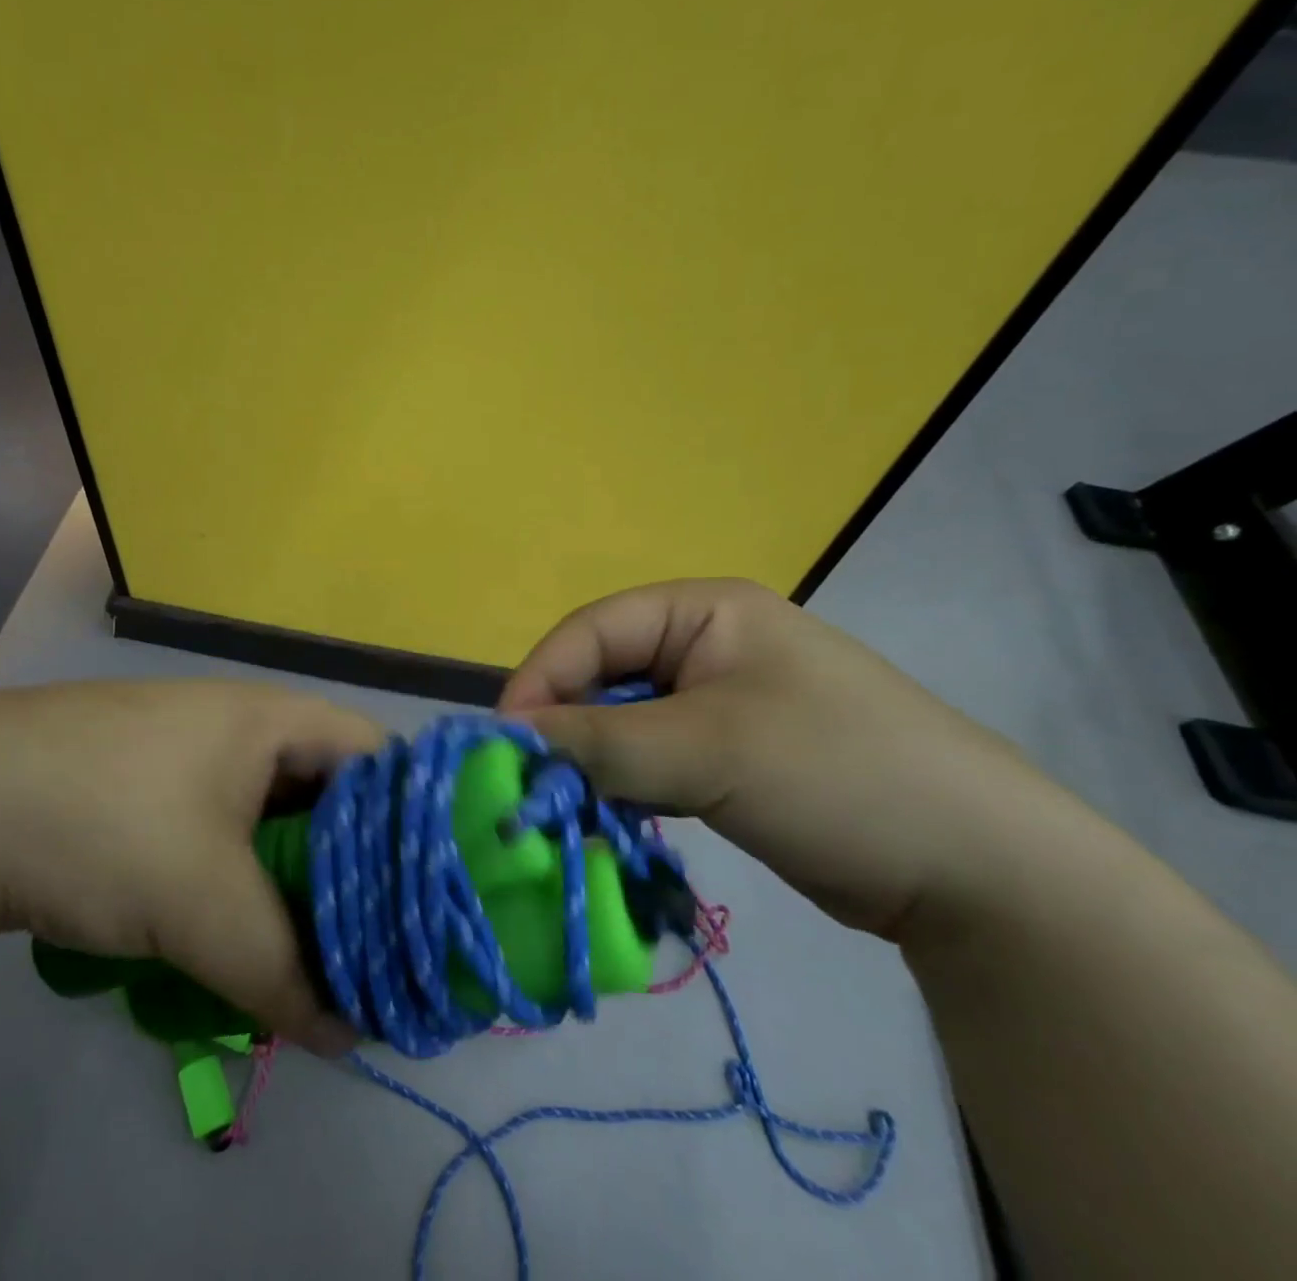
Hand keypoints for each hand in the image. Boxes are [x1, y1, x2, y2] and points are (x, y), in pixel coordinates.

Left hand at [0, 680, 375, 1054]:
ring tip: (310, 959)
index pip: (376, 758)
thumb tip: (348, 1035)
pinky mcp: (143, 790)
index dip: (412, 824)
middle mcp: (236, 726)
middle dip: (350, 872)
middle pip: (325, 796)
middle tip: (373, 947)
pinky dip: (236, 885)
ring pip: (268, 823)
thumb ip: (283, 972)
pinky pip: (218, 836)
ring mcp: (185, 756)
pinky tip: (232, 940)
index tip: (428, 900)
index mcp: (268, 718)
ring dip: (288, 887)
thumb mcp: (201, 902)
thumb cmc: (100, 821)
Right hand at [499, 580, 1078, 938]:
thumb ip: (600, 741)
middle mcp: (705, 646)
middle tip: (531, 786)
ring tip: (568, 810)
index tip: (505, 744)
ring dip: (592, 764)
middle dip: (564, 729)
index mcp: (703, 611)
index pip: (591, 631)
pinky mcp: (728, 757)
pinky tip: (613, 820)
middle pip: (603, 677)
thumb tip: (508, 738)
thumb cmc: (836, 773)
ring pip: (623, 723)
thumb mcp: (707, 749)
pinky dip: (625, 787)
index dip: (541, 680)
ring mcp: (718, 703)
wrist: (980, 872)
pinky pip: (651, 760)